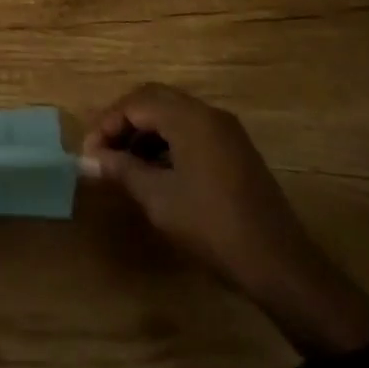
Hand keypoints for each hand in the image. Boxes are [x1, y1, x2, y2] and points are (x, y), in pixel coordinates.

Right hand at [83, 83, 368, 352]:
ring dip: (145, 134)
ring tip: (123, 164)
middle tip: (102, 152)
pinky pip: (192, 132)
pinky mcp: (235, 152)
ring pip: (174, 116)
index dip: (107, 124)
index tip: (88, 153)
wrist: (280, 266)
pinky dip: (167, 144)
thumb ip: (122, 170)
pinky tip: (155, 172)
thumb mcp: (159, 199)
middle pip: (155, 101)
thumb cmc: (212, 227)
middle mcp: (208, 114)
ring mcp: (226, 132)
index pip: (136, 103)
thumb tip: (89, 159)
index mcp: (189, 117)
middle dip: (124, 123)